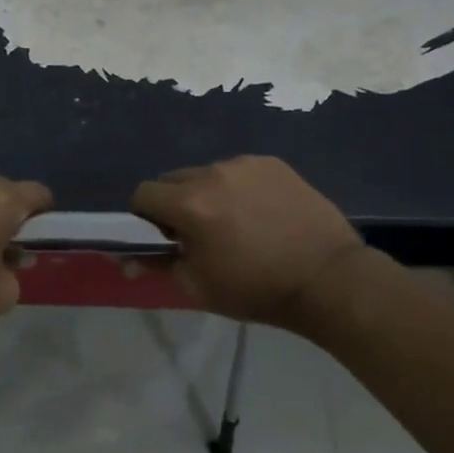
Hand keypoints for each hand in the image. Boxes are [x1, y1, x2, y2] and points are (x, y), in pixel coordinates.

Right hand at [131, 156, 367, 330]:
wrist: (328, 279)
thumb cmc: (256, 289)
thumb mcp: (198, 286)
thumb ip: (156, 266)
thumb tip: (125, 260)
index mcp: (189, 203)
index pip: (142, 194)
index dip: (145, 217)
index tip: (164, 238)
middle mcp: (212, 173)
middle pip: (172, 179)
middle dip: (174, 203)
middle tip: (197, 233)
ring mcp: (245, 164)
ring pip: (206, 173)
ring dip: (207, 194)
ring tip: (234, 223)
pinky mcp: (272, 163)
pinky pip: (238, 170)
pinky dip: (237, 188)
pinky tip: (260, 213)